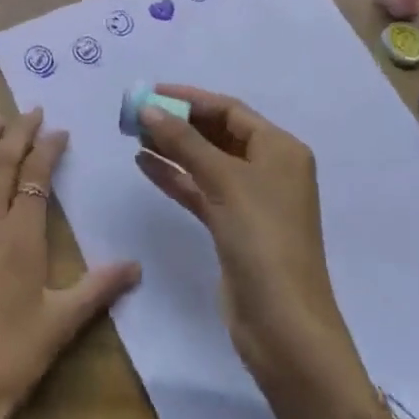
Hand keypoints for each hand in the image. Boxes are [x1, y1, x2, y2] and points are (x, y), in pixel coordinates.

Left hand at [0, 108, 141, 418]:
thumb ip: (98, 288)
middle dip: (18, 133)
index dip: (48, 149)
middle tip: (31, 110)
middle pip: (3, 165)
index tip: (59, 130)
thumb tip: (137, 265)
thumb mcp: (60, 326)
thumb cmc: (9, 362)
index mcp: (21, 237)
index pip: (37, 178)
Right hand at [135, 87, 395, 418]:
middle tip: (135, 115)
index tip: (150, 92)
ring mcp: (251, 200)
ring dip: (173, 148)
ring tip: (133, 135)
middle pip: (217, 133)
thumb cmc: (262, 240)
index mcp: (279, 149)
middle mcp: (269, 169)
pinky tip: (144, 164)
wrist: (284, 327)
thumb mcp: (224, 181)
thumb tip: (148, 108)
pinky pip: (200, 190)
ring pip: (206, 162)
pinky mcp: (233, 228)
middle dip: (178, 122)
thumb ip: (184, 142)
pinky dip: (175, 177)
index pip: (230, 110)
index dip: (190, 98)